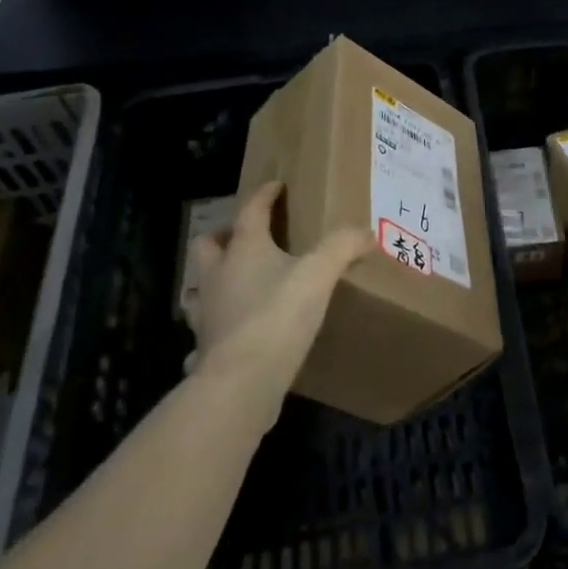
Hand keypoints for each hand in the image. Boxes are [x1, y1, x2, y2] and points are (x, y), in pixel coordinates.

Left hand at [186, 181, 368, 399]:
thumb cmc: (278, 316)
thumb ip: (342, 247)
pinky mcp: (206, 350)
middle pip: (208, 244)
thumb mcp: (319, 274)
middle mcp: (218, 276)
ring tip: (236, 284)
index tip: (276, 186)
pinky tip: (229, 337)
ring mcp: (206, 315)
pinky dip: (214, 331)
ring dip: (214, 281)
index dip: (264, 195)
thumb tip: (367, 232)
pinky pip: (203, 335)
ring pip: (200, 288)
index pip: (250, 211)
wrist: (241, 382)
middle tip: (245, 236)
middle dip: (223, 235)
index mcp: (244, 250)